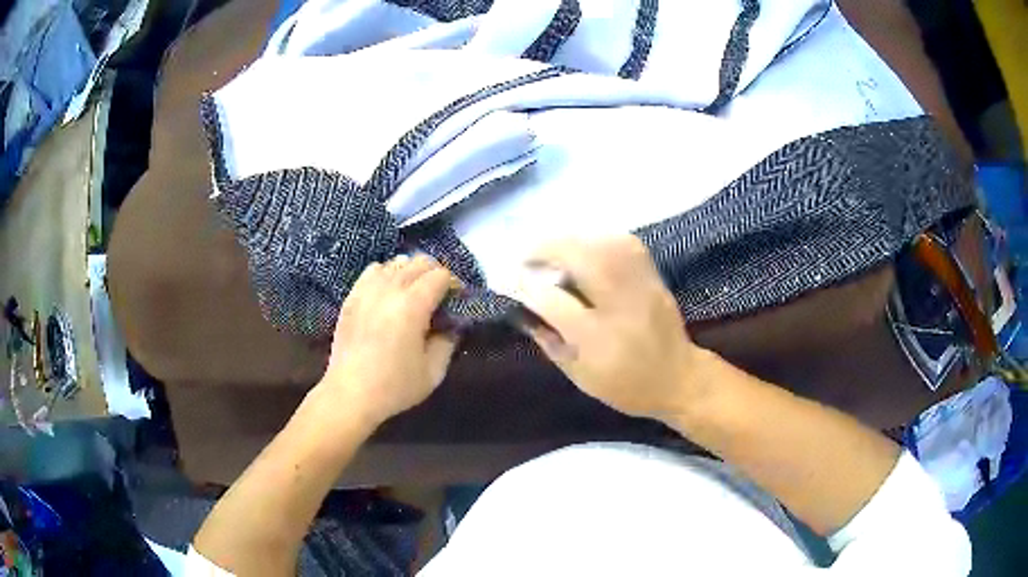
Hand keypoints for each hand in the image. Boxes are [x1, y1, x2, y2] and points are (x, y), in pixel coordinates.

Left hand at [317, 254, 459, 427]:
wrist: (350, 395)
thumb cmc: (394, 387)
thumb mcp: (433, 372)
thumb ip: (448, 342)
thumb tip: (452, 325)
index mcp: (412, 306)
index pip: (440, 275)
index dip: (454, 284)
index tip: (457, 300)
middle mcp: (389, 289)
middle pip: (419, 261)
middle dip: (435, 274)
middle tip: (440, 297)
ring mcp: (366, 290)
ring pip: (396, 262)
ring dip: (411, 272)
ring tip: (414, 293)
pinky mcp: (351, 297)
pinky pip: (373, 271)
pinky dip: (387, 274)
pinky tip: (389, 292)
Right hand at [506, 236, 708, 421]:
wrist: (679, 378)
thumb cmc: (626, 386)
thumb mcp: (581, 376)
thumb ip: (550, 341)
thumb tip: (523, 309)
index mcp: (600, 340)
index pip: (555, 303)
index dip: (527, 287)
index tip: (508, 279)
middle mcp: (623, 306)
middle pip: (584, 260)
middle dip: (548, 248)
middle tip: (527, 254)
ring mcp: (642, 286)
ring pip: (605, 244)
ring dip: (571, 239)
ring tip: (551, 247)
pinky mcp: (654, 276)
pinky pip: (625, 243)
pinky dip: (598, 237)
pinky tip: (584, 245)